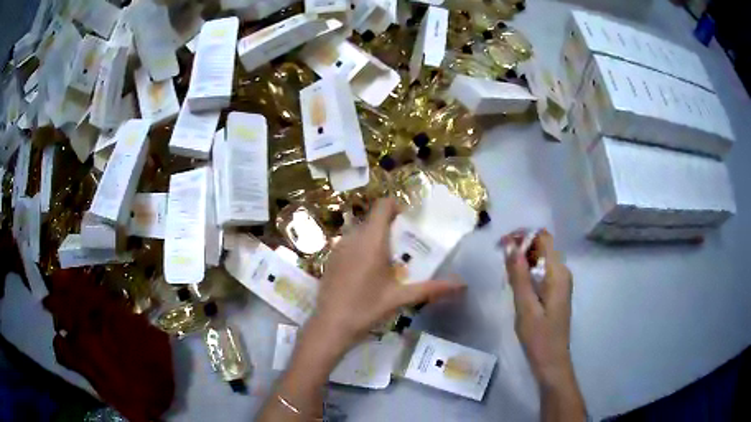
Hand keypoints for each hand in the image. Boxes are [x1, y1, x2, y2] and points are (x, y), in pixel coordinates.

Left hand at [311, 197, 465, 354]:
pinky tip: (366, 273)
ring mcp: (338, 248)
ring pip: (360, 232)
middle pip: (373, 220)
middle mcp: (353, 238)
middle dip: (390, 228)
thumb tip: (461, 284)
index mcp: (371, 241)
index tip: (408, 223)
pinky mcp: (330, 259)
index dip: (396, 207)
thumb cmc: (367, 309)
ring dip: (375, 239)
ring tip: (387, 263)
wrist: (330, 326)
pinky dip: (361, 249)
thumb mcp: (400, 298)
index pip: (383, 206)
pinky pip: (349, 244)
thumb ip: (431, 288)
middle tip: (404, 249)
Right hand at [502, 229, 574, 388]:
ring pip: (542, 258)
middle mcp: (562, 272)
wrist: (551, 361)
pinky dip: (528, 270)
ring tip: (505, 269)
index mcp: (558, 273)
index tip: (501, 244)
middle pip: (543, 246)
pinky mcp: (556, 292)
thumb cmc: (538, 337)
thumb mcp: (525, 306)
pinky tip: (516, 281)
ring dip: (524, 258)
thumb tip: (510, 245)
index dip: (523, 235)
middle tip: (499, 256)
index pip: (543, 238)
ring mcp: (561, 282)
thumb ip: (518, 275)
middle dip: (521, 245)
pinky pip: (542, 271)